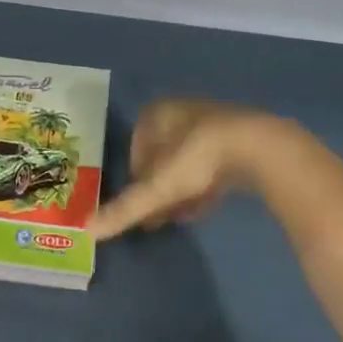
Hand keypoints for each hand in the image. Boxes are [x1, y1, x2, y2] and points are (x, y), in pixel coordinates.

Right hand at [95, 100, 288, 240]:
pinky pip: (213, 163)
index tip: (141, 203)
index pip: (135, 148)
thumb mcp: (156, 190)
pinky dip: (205, 185)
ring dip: (182, 189)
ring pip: (188, 160)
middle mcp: (181, 111)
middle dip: (160, 186)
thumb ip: (123, 211)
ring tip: (182, 216)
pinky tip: (206, 207)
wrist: (256, 147)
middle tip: (159, 215)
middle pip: (162, 155)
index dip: (136, 179)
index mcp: (155, 114)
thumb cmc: (195, 160)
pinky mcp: (240, 136)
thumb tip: (86, 231)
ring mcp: (212, 121)